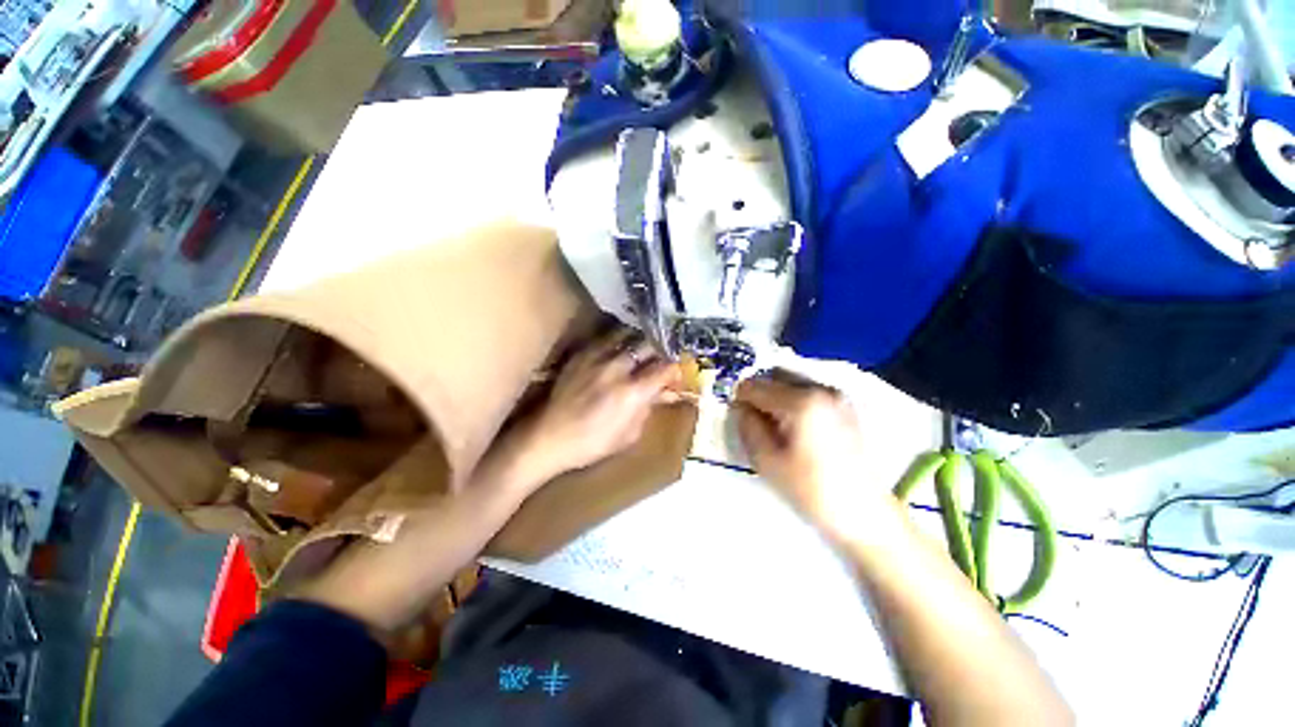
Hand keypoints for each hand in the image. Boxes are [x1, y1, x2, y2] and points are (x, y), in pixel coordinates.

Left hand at [513, 330, 681, 480]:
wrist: (549, 437)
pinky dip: (619, 341)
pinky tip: (620, 348)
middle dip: (660, 350)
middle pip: (649, 346)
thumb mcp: (630, 435)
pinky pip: (606, 339)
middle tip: (662, 357)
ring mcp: (598, 358)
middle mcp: (618, 369)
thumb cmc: (593, 443)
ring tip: (643, 348)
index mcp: (633, 393)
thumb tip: (664, 393)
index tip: (677, 371)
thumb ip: (649, 410)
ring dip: (640, 342)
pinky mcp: (582, 355)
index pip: (664, 369)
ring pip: (628, 336)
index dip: (675, 368)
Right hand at [735, 372, 895, 541]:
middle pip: (774, 377)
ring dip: (775, 397)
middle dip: (758, 394)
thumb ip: (748, 427)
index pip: (755, 386)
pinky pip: (807, 392)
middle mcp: (820, 389)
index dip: (739, 399)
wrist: (867, 515)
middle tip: (752, 421)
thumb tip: (740, 408)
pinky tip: (793, 428)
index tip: (737, 418)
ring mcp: (836, 396)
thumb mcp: (768, 461)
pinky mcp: (844, 407)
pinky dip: (792, 402)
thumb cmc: (812, 490)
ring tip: (773, 426)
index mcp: (801, 401)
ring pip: (791, 383)